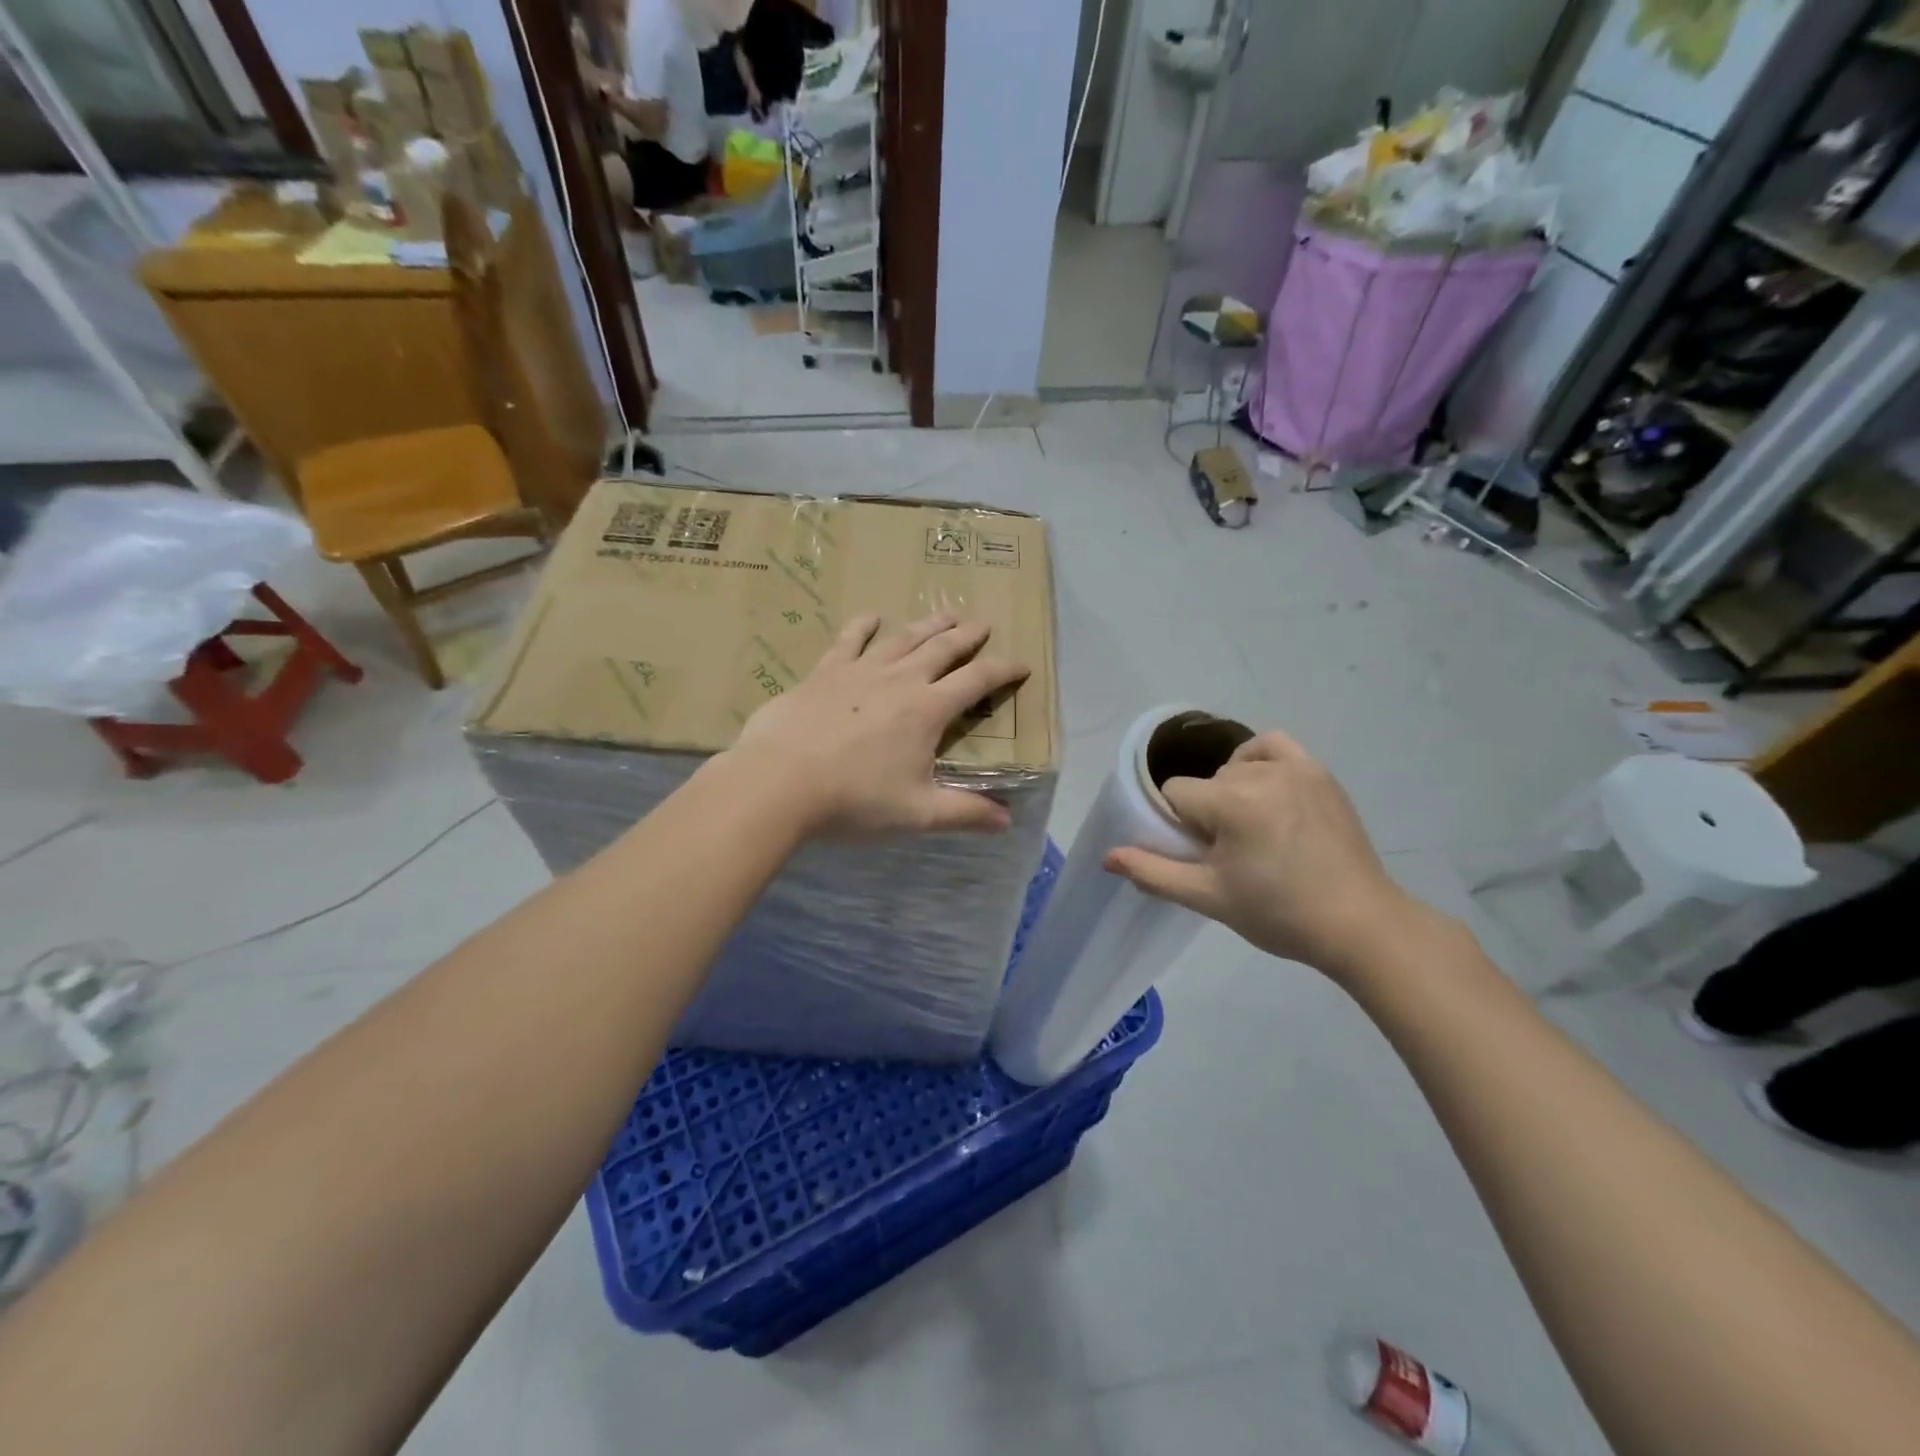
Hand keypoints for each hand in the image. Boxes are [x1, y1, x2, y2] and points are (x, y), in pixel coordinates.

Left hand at [727, 613, 1029, 838]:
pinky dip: (864, 626)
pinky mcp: (825, 671)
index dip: (1003, 670)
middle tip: (983, 624)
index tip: (1022, 663)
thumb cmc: (854, 799)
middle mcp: (900, 680)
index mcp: (928, 710)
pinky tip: (872, 616)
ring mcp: (860, 670)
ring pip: (902, 638)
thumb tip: (1008, 820)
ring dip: (927, 625)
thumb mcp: (917, 813)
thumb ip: (965, 813)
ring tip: (945, 614)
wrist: (780, 781)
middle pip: (941, 649)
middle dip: (967, 636)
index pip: (976, 681)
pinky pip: (849, 640)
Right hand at [1104, 732, 1423, 978]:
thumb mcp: (1208, 897)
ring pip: (1235, 766)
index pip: (1175, 794)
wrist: (1359, 925)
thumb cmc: (1278, 914)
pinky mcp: (1320, 773)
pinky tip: (1263, 788)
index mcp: (1233, 802)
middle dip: (1207, 813)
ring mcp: (1297, 768)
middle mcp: (1263, 773)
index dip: (1179, 826)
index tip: (1204, 856)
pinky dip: (1259, 759)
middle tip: (1232, 854)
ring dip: (1231, 790)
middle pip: (1206, 783)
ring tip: (1250, 827)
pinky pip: (1274, 746)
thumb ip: (1153, 871)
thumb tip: (1107, 856)